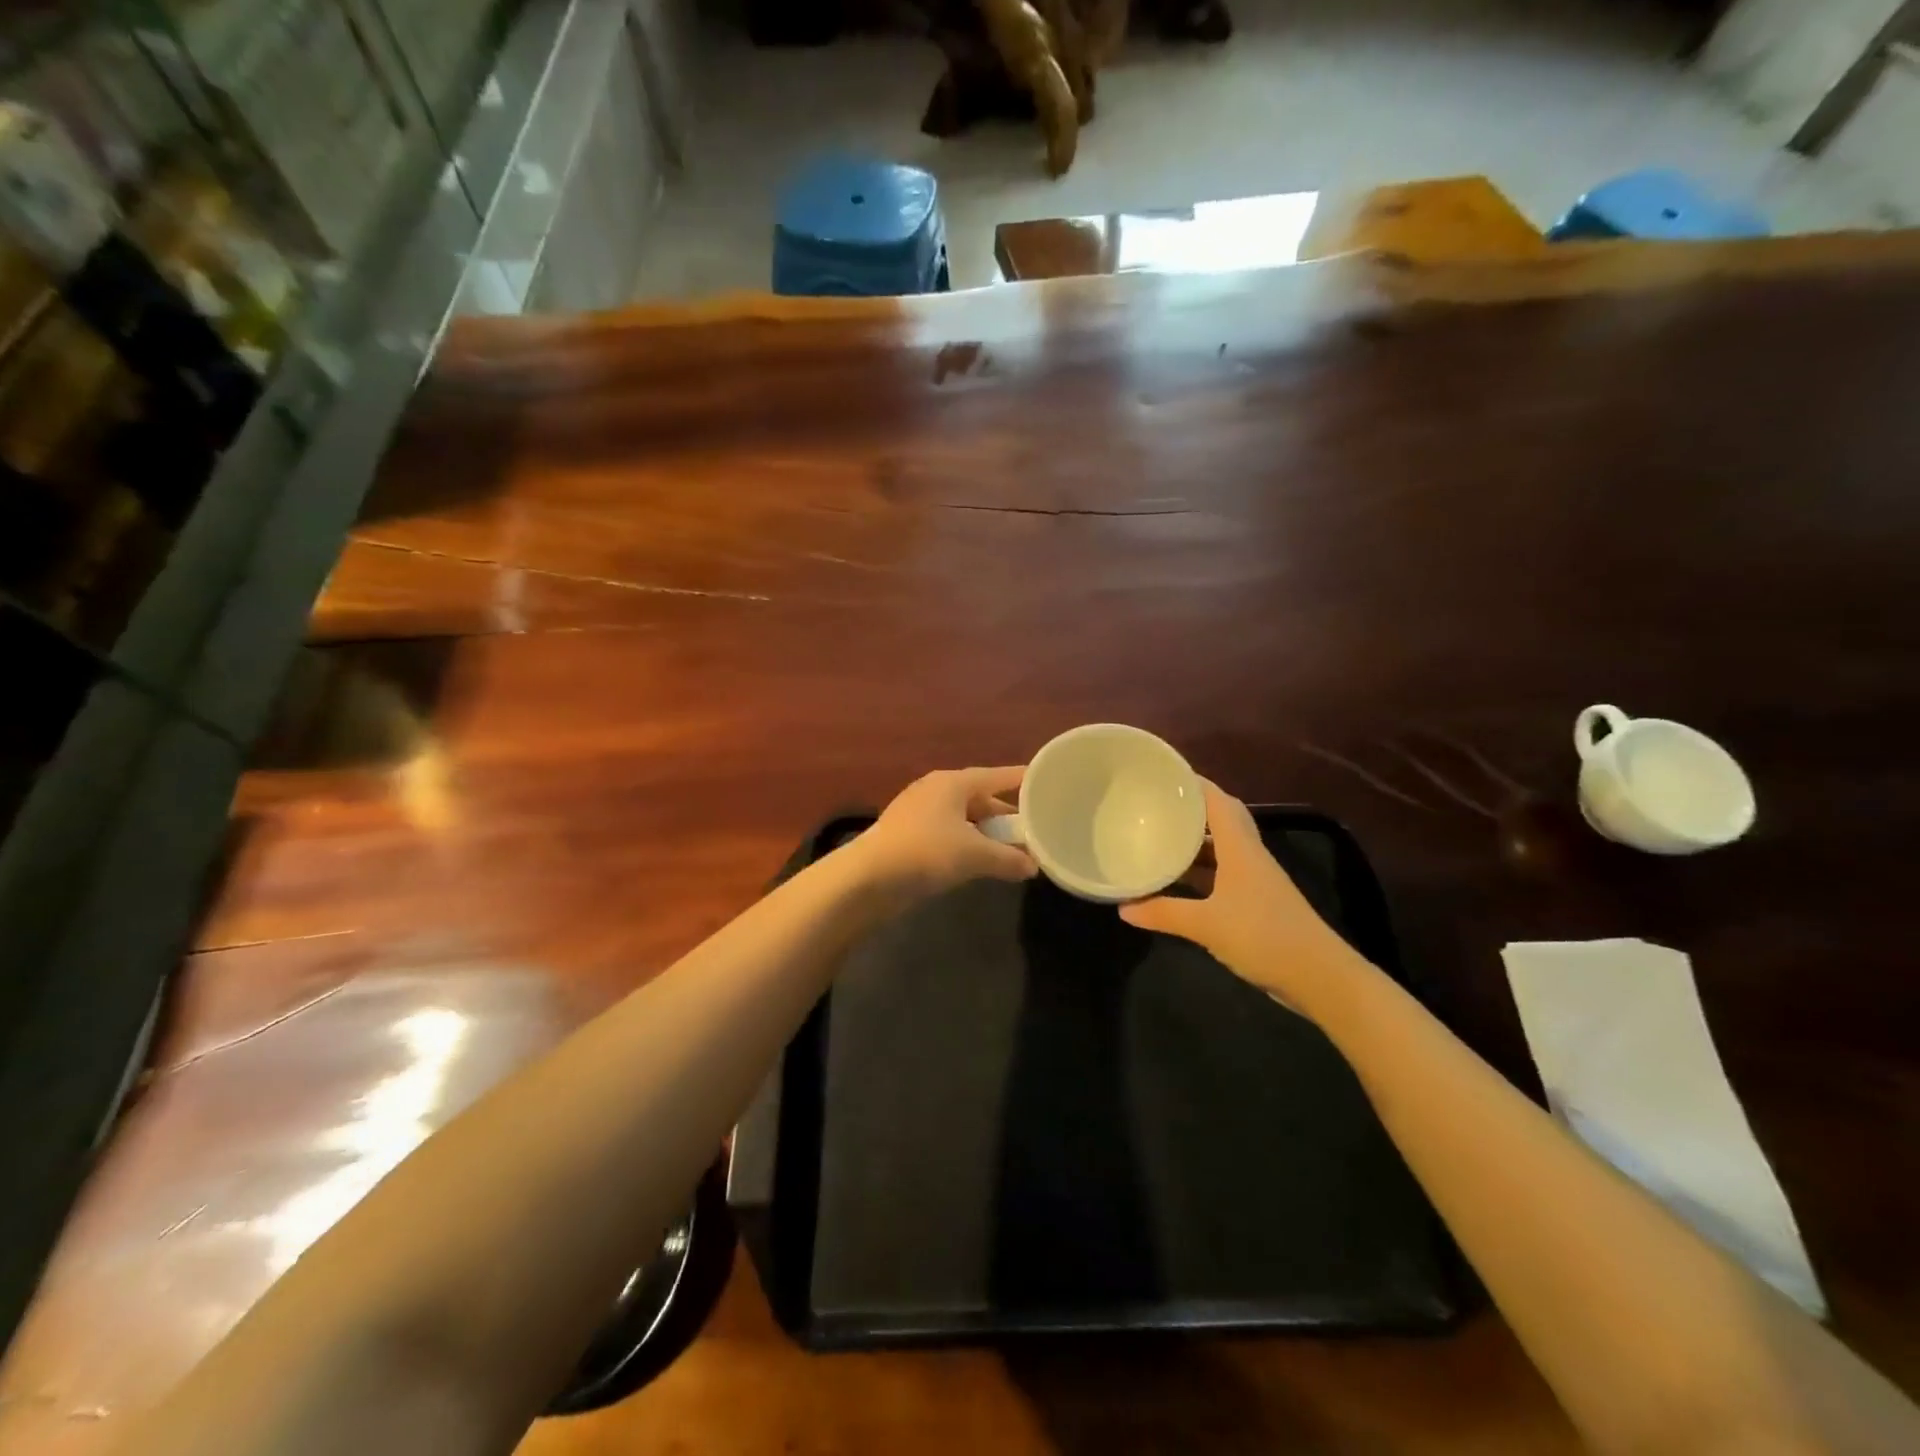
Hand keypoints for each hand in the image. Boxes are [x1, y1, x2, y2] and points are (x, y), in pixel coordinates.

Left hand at [852, 766, 1037, 897]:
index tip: (1047, 782)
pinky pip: (948, 833)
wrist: (867, 878)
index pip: (997, 775)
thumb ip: (1009, 859)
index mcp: (953, 782)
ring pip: (964, 818)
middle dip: (1006, 816)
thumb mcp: (975, 856)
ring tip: (1011, 851)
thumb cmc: (926, 853)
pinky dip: (967, 844)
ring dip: (986, 834)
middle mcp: (936, 790)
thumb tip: (1033, 867)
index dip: (1023, 780)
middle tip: (1033, 831)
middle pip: (981, 798)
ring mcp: (918, 812)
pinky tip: (978, 862)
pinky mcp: (907, 835)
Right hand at [1120, 782, 1358, 1007]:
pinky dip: (1200, 871)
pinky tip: (1178, 881)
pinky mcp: (1256, 902)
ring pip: (1221, 849)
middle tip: (1156, 804)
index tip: (1163, 773)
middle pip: (1220, 819)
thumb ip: (1164, 913)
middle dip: (1191, 810)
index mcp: (1240, 848)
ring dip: (1194, 842)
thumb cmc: (1262, 935)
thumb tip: (1123, 908)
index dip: (1194, 783)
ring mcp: (1254, 880)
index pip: (1217, 801)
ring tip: (1158, 836)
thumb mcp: (1206, 924)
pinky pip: (1222, 874)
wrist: (1318, 976)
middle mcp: (1248, 856)